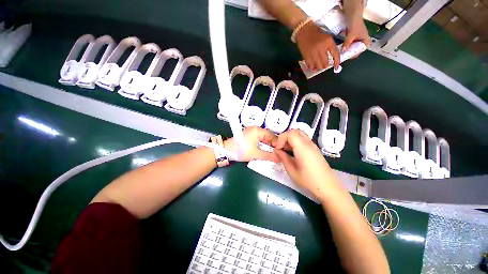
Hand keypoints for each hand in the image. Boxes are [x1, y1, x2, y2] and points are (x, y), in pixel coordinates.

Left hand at [224, 127, 278, 162]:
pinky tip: (265, 148)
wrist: (226, 150)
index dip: (277, 143)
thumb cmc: (241, 151)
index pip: (272, 135)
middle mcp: (255, 129)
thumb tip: (279, 158)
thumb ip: (269, 156)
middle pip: (268, 135)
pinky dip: (263, 143)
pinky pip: (259, 138)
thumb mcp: (256, 154)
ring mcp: (251, 131)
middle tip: (278, 152)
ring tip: (273, 151)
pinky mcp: (248, 135)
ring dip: (268, 144)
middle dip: (273, 144)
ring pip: (263, 137)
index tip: (281, 151)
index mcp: (257, 130)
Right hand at [274, 129, 339, 199]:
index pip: (290, 133)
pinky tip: (293, 152)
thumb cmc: (308, 180)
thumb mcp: (291, 170)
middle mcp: (308, 143)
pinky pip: (303, 139)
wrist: (328, 187)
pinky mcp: (315, 149)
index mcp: (302, 147)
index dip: (281, 138)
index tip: (278, 148)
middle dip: (285, 137)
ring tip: (286, 149)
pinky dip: (296, 142)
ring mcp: (313, 145)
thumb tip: (277, 151)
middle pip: (295, 131)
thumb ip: (283, 158)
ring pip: (300, 134)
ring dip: (290, 139)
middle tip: (281, 147)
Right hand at [295, 22, 339, 70]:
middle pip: (325, 63)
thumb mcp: (327, 37)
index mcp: (328, 42)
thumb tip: (332, 57)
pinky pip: (310, 65)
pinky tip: (313, 66)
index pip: (335, 54)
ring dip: (319, 67)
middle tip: (325, 65)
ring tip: (319, 66)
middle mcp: (321, 49)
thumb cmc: (316, 33)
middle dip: (325, 65)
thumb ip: (330, 46)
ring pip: (318, 66)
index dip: (336, 62)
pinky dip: (312, 67)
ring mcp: (313, 53)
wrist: (304, 31)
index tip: (336, 67)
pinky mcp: (306, 57)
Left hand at [343, 18, 369, 55]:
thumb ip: (347, 43)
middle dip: (349, 52)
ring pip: (351, 48)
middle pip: (355, 50)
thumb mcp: (351, 35)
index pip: (359, 51)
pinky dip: (346, 45)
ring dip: (346, 49)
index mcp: (365, 41)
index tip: (347, 56)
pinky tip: (341, 47)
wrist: (354, 16)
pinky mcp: (353, 38)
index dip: (353, 54)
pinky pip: (349, 44)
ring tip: (341, 51)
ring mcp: (358, 40)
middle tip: (342, 55)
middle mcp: (362, 42)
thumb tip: (343, 51)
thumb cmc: (355, 24)